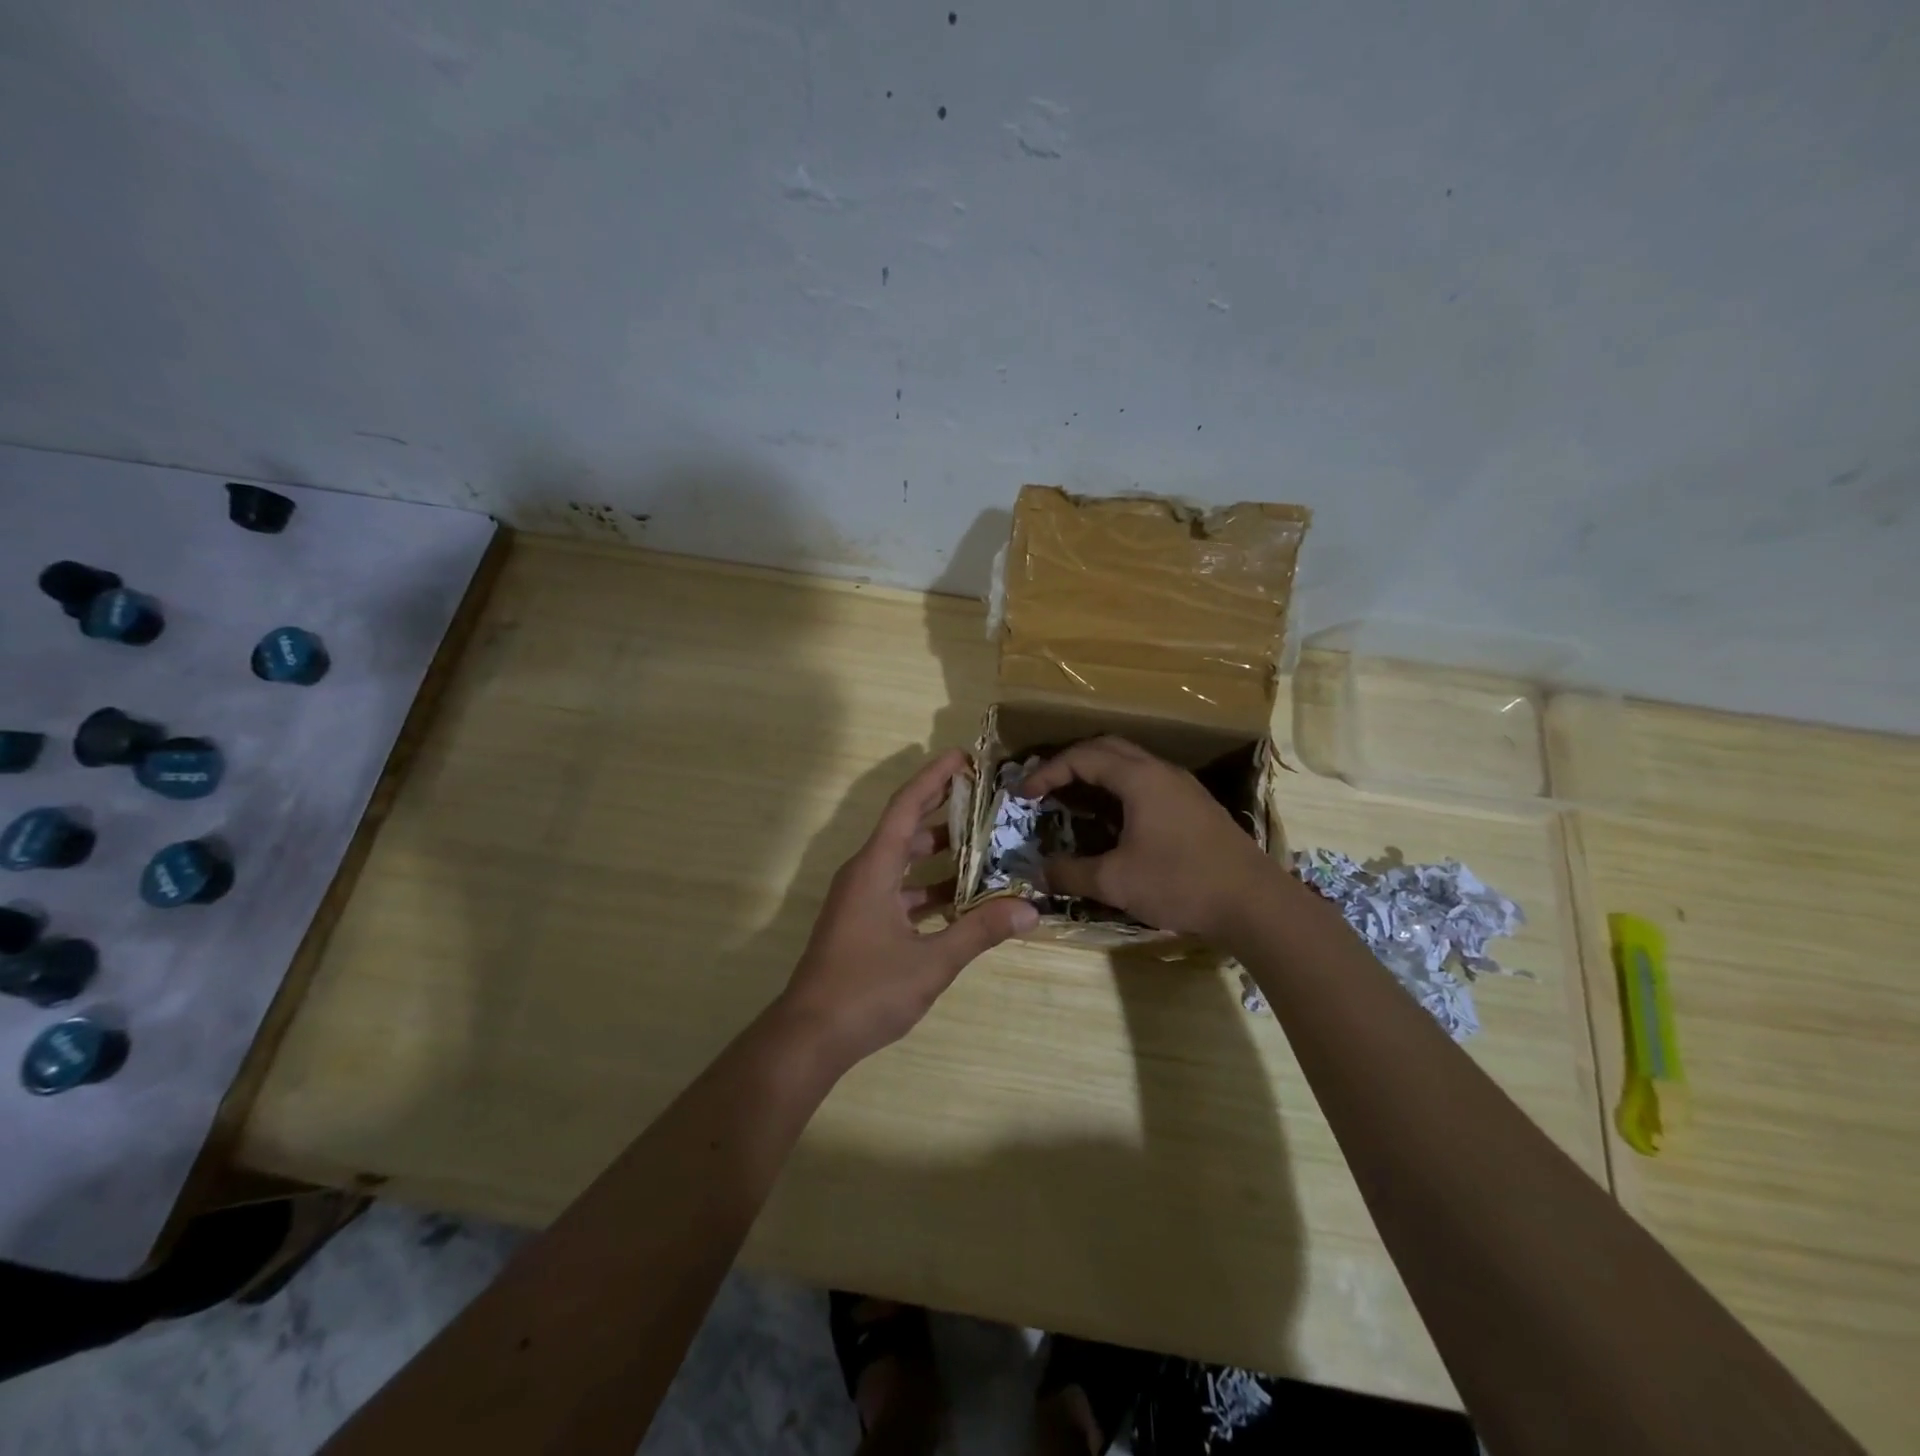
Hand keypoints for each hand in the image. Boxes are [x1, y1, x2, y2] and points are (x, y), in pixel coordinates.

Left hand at [778, 749, 1037, 1065]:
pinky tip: (961, 899)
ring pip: (904, 862)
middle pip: (906, 829)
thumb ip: (980, 931)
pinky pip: (900, 891)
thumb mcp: (932, 961)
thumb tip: (1030, 909)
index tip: (964, 758)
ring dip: (940, 854)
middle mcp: (864, 874)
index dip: (934, 778)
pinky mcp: (862, 923)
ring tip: (984, 845)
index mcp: (874, 868)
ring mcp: (860, 900)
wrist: (810, 1036)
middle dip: (943, 811)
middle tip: (986, 799)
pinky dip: (929, 888)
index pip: (906, 807)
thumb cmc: (867, 990)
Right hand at [1019, 737, 1276, 940]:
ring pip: (1130, 763)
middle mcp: (1161, 772)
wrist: (1254, 903)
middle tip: (1045, 787)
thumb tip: (1039, 872)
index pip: (1082, 757)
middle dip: (1070, 762)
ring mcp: (1183, 787)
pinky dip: (1118, 788)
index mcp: (1140, 778)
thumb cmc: (1181, 883)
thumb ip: (1071, 874)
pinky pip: (1146, 781)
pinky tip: (1113, 819)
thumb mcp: (1116, 882)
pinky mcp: (1195, 806)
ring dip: (1097, 773)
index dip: (1047, 772)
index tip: (1023, 794)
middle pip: (1107, 748)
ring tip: (1073, 799)